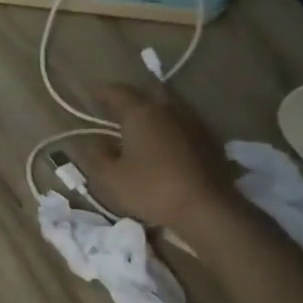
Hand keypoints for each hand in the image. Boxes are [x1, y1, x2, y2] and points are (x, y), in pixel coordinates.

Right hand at [82, 83, 240, 227]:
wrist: (208, 210)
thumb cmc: (152, 189)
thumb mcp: (111, 177)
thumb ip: (97, 155)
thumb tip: (95, 142)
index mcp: (141, 113)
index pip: (118, 92)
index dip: (103, 92)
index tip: (92, 94)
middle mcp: (168, 110)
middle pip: (149, 92)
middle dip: (133, 96)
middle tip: (119, 107)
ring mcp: (193, 124)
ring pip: (170, 106)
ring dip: (154, 111)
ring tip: (141, 124)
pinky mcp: (210, 141)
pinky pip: (184, 124)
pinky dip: (170, 127)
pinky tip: (165, 142)